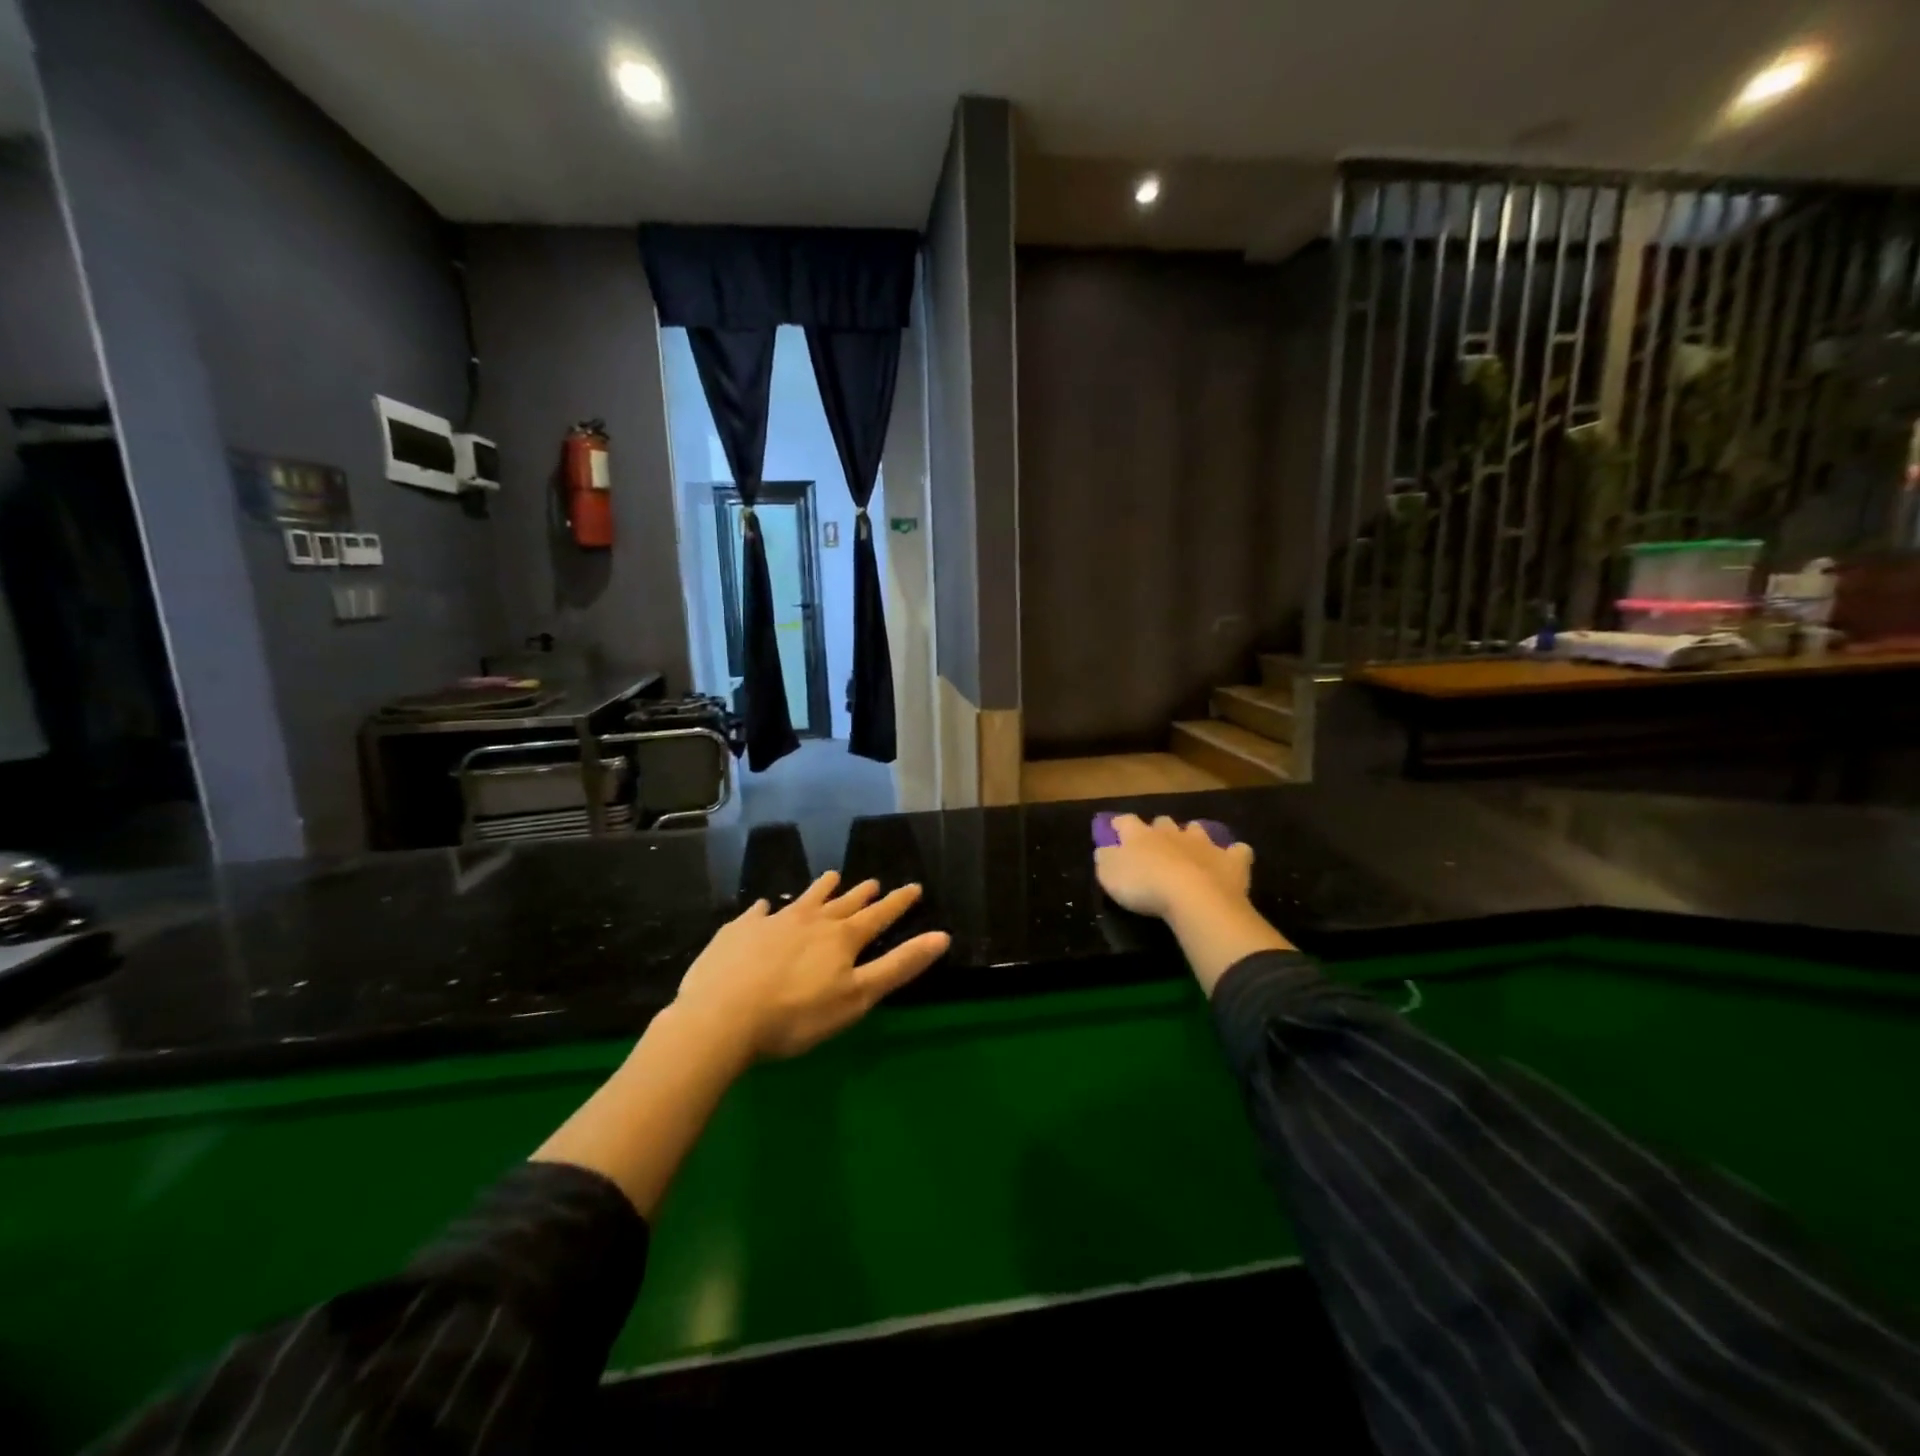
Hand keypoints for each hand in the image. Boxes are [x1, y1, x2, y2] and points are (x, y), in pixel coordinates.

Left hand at [672, 870, 950, 1061]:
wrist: (721, 1016)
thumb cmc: (797, 1015)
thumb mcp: (857, 997)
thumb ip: (899, 966)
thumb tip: (942, 937)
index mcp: (841, 938)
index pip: (878, 916)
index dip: (898, 903)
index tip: (914, 887)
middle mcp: (811, 921)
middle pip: (842, 903)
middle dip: (861, 894)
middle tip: (873, 882)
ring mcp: (772, 922)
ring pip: (804, 899)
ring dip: (821, 889)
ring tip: (832, 876)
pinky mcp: (738, 931)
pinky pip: (758, 913)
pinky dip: (767, 909)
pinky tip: (764, 907)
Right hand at [1094, 813, 1254, 921]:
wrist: (1193, 897)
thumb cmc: (1144, 886)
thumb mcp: (1109, 876)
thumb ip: (1105, 860)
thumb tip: (1105, 850)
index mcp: (1139, 835)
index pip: (1125, 821)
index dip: (1119, 825)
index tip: (1115, 830)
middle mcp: (1171, 832)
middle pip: (1163, 822)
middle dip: (1160, 829)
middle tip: (1157, 845)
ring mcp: (1204, 843)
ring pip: (1198, 830)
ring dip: (1194, 837)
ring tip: (1192, 851)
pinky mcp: (1231, 860)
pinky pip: (1237, 851)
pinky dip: (1234, 855)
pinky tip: (1232, 862)